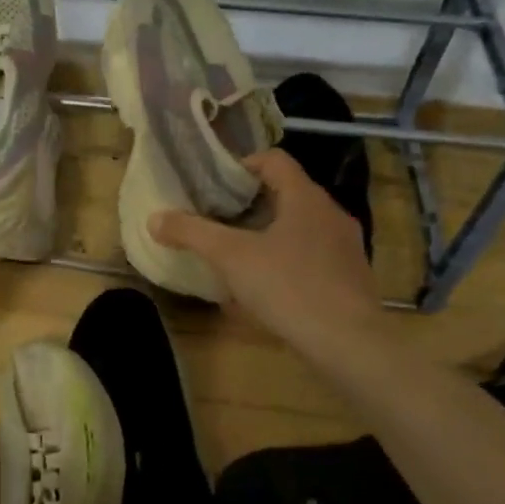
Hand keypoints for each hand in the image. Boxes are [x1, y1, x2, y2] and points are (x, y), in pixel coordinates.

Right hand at [149, 148, 380, 358]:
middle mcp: (331, 214)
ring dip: (268, 233)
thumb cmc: (288, 286)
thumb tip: (154, 218)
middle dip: (249, 203)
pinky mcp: (350, 278)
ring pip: (300, 226)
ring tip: (238, 253)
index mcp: (306, 198)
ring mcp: (345, 247)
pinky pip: (312, 256)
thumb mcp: (230, 257)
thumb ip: (192, 233)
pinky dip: (287, 260)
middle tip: (217, 218)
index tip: (214, 184)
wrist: (348, 343)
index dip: (241, 165)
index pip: (274, 160)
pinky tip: (267, 286)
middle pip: (286, 193)